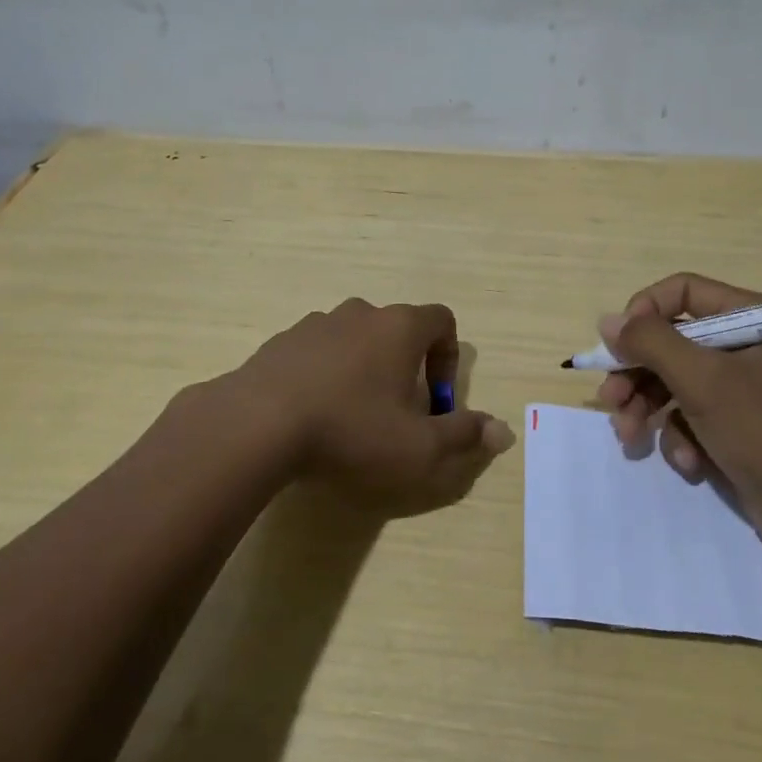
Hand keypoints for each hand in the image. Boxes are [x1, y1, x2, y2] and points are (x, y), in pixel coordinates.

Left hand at [225, 298, 514, 514]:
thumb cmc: (351, 431)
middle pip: (398, 331)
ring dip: (364, 370)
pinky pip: (318, 352)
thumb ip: (465, 436)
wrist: (257, 424)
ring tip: (351, 417)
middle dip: (406, 369)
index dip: (448, 359)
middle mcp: (360, 313)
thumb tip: (504, 431)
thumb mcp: (419, 448)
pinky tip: (312, 415)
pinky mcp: (281, 341)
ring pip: (356, 340)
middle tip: (396, 415)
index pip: (443, 321)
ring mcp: (316, 323)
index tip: (436, 401)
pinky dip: (326, 375)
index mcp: (399, 327)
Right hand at [595, 273, 761, 550]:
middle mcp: (745, 346)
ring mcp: (741, 389)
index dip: (644, 312)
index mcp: (750, 318)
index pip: (683, 292)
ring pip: (673, 383)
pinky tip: (688, 464)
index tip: (618, 344)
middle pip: (671, 342)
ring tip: (630, 438)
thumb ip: (650, 343)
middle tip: (610, 401)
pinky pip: (691, 418)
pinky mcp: (736, 426)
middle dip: (636, 374)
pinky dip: (681, 439)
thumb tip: (608, 321)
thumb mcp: (701, 380)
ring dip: (648, 410)